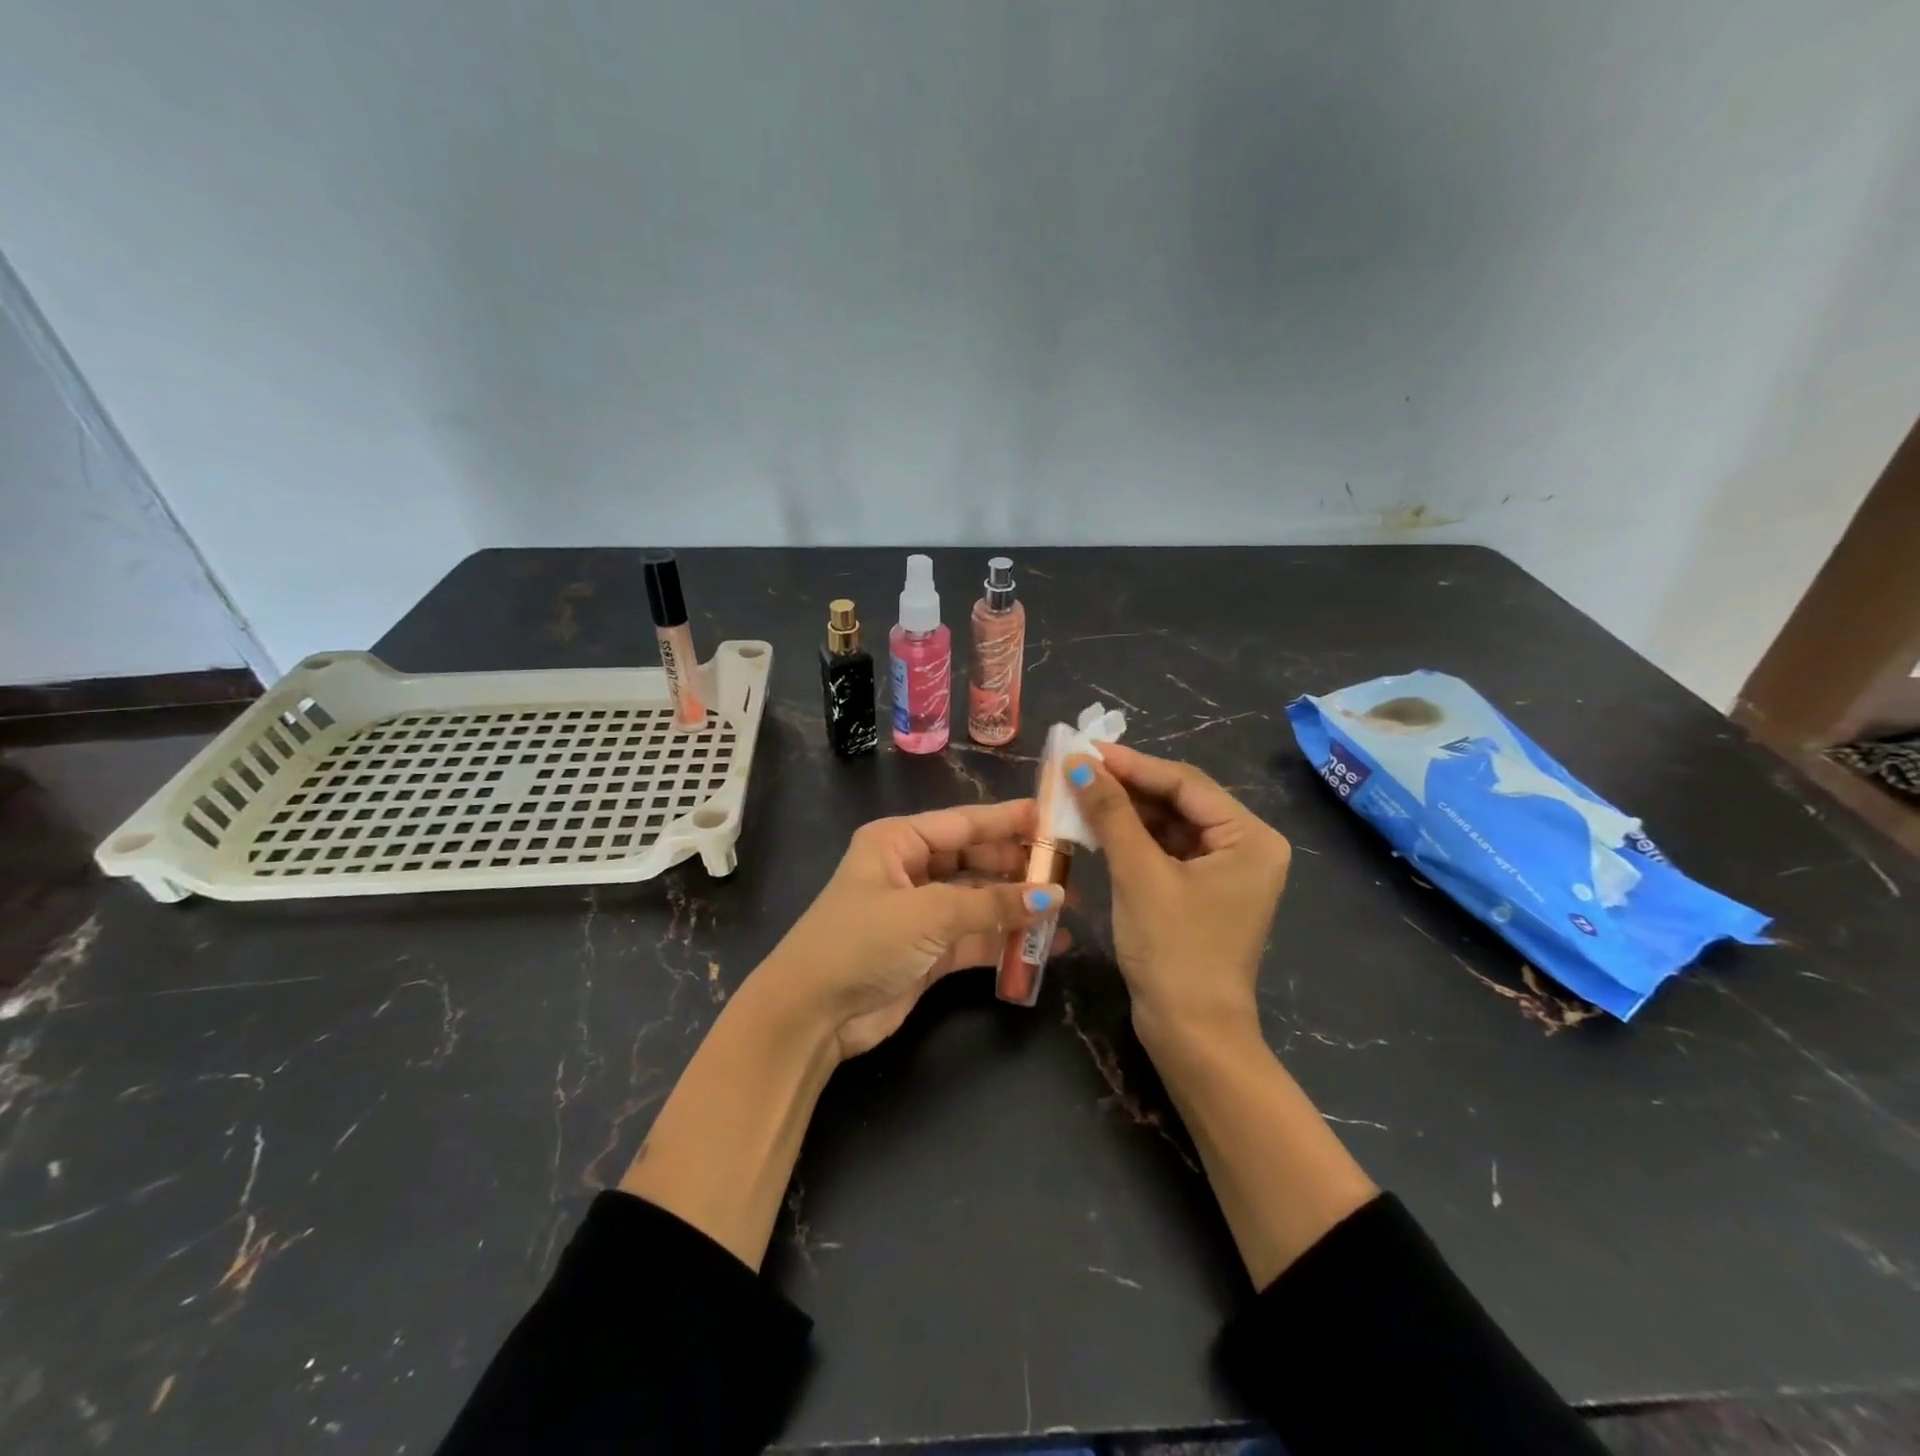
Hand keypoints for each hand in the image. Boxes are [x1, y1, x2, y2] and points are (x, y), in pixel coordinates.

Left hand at [754, 801, 1066, 1058]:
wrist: (811, 1016)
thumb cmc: (861, 942)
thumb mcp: (927, 914)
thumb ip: (992, 904)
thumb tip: (1054, 896)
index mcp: (898, 841)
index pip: (964, 823)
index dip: (1009, 821)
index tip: (1055, 819)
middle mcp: (911, 870)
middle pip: (976, 860)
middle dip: (1019, 867)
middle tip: (1071, 871)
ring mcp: (921, 913)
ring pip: (980, 901)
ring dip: (1018, 906)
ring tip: (1069, 909)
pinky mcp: (929, 952)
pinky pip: (977, 938)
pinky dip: (1007, 941)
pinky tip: (1047, 945)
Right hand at [1064, 743, 1290, 1048]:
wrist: (1191, 1034)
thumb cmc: (1174, 950)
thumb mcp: (1139, 874)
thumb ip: (1110, 812)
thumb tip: (1077, 762)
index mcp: (1250, 838)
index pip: (1186, 784)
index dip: (1133, 764)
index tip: (1085, 749)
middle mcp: (1246, 847)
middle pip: (1179, 801)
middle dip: (1127, 787)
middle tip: (1077, 769)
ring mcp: (1225, 871)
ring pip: (1168, 824)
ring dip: (1126, 811)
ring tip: (1079, 793)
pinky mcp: (1202, 891)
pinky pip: (1165, 850)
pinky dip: (1132, 839)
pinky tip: (1098, 827)